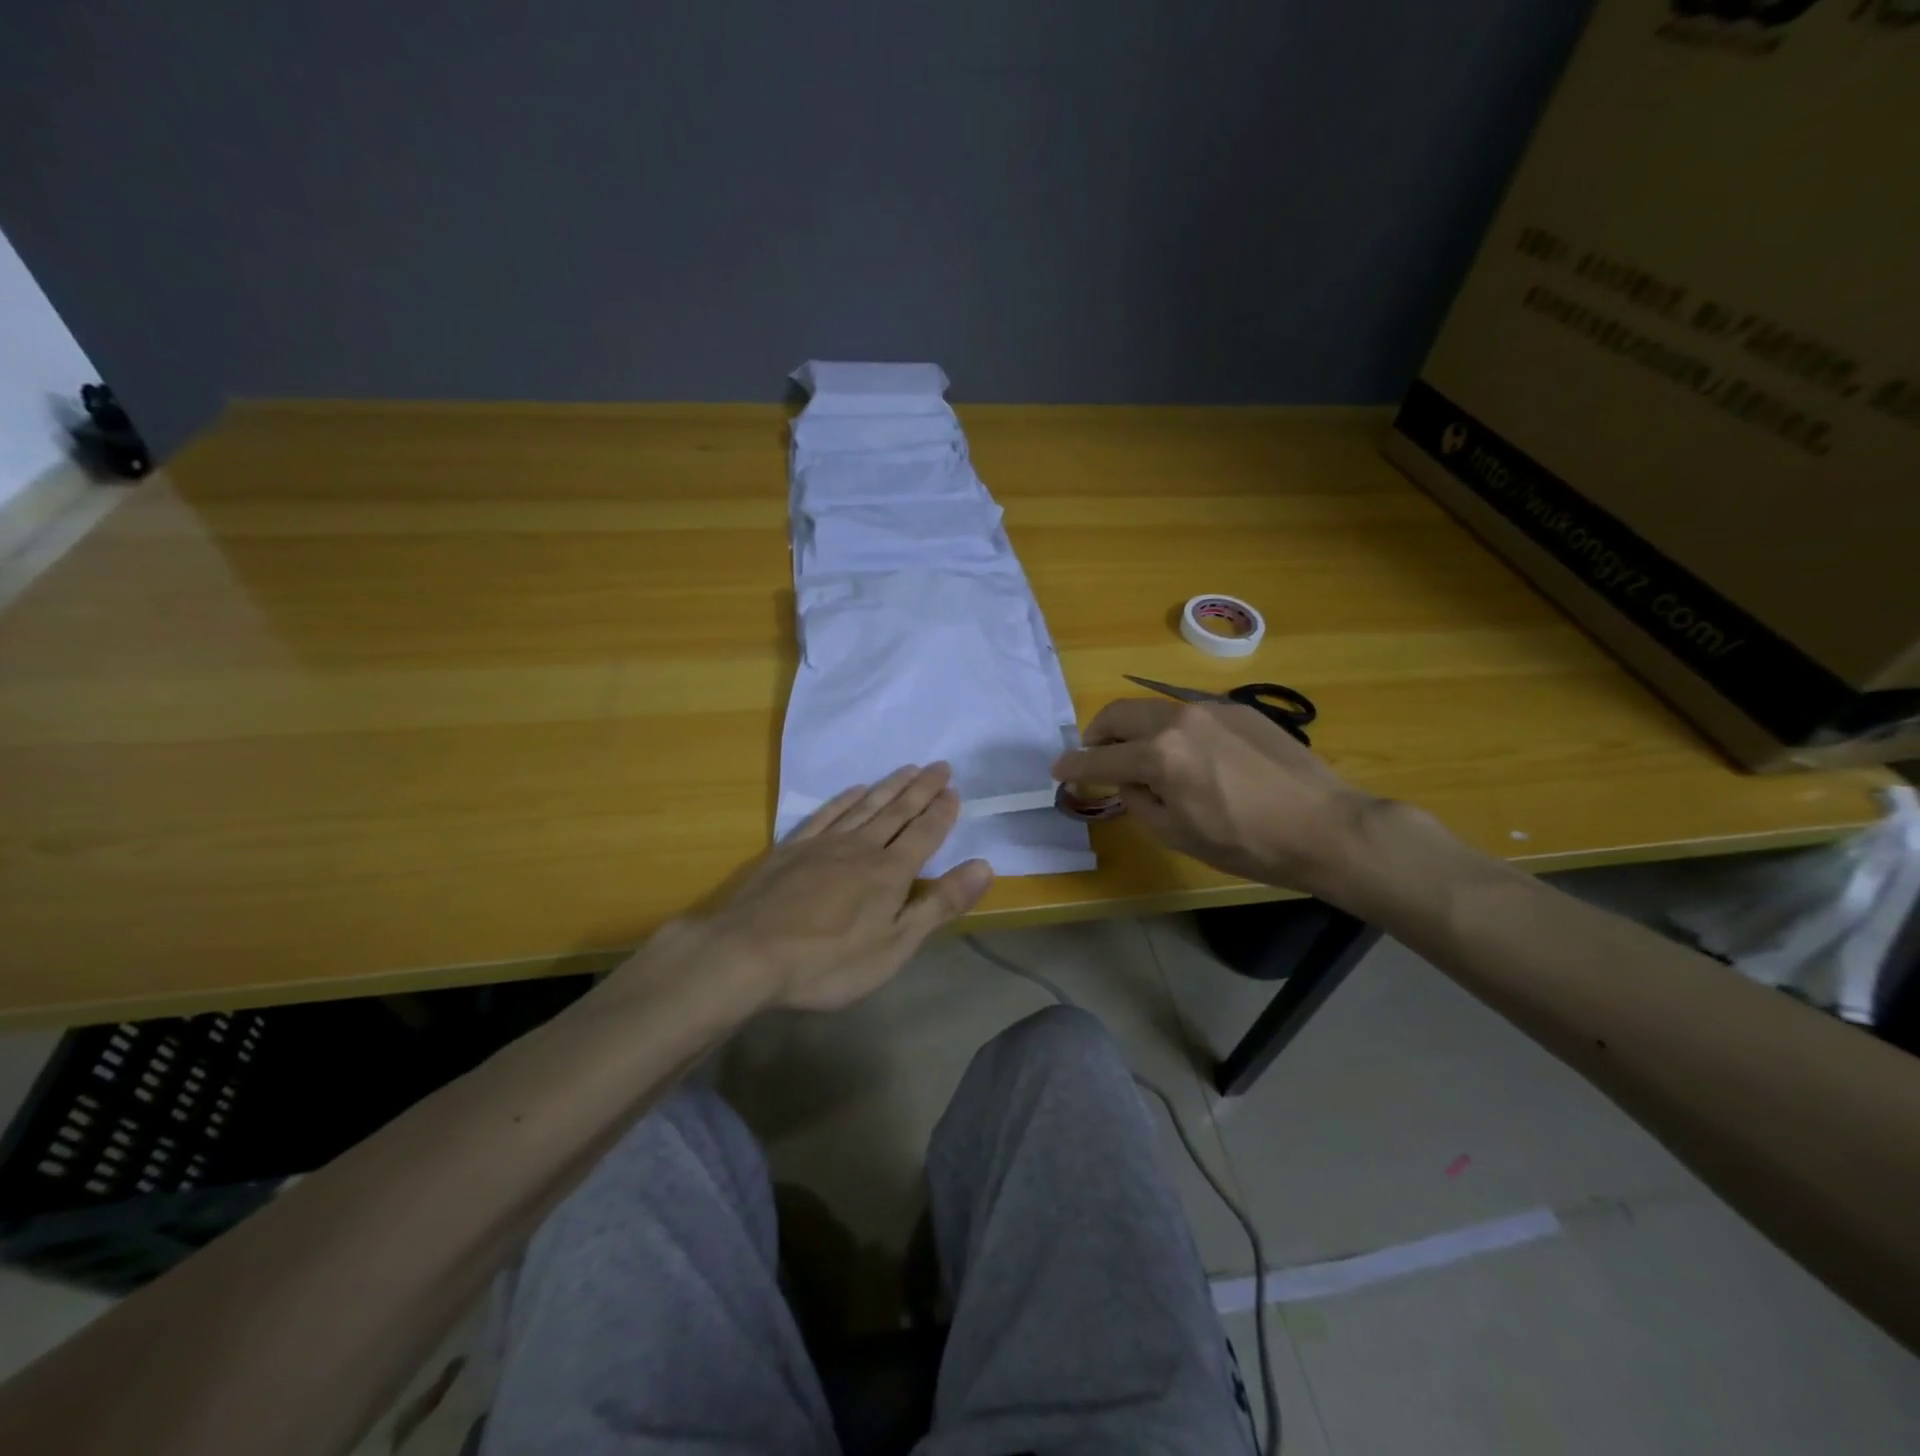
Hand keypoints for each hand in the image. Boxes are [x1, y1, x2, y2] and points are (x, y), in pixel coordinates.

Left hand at [687, 762, 992, 1011]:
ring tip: (908, 769)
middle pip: (897, 811)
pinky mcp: (792, 849)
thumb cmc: (830, 962)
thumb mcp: (895, 946)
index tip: (954, 789)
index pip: (925, 833)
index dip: (942, 812)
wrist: (749, 954)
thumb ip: (940, 904)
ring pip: (865, 806)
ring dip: (889, 787)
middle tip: (940, 766)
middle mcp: (861, 847)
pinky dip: (844, 800)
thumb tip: (985, 866)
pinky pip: (826, 815)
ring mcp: (824, 844)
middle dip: (922, 789)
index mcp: (890, 873)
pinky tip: (854, 791)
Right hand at [1052, 699, 1380, 897]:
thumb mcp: (1179, 834)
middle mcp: (1178, 719)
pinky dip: (1170, 727)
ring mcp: (1210, 708)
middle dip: (1097, 734)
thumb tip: (1126, 780)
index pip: (1101, 758)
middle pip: (1119, 714)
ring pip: (1153, 707)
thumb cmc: (1247, 844)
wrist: (1325, 826)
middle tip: (1095, 755)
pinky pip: (1187, 711)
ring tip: (1138, 753)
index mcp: (1160, 756)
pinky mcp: (1237, 708)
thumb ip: (1139, 802)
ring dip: (1133, 727)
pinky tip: (1186, 752)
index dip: (1074, 766)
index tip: (1058, 769)